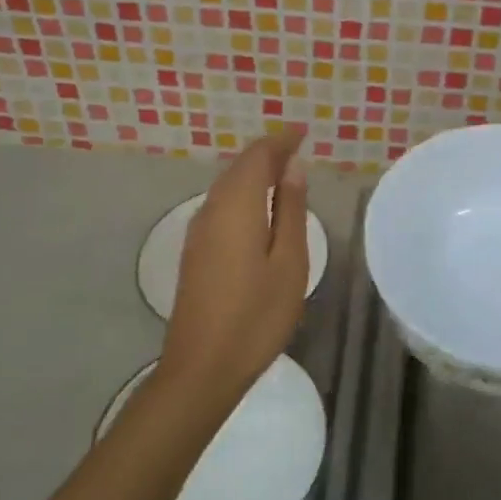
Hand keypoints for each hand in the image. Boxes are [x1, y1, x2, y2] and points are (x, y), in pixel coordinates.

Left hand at [157, 130, 309, 403]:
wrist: (202, 367)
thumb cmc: (257, 314)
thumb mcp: (289, 261)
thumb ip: (290, 209)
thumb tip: (291, 166)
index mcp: (236, 206)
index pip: (258, 156)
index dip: (281, 141)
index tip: (304, 132)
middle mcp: (211, 210)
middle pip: (239, 167)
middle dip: (268, 153)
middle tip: (298, 148)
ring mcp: (199, 232)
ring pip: (228, 186)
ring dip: (254, 173)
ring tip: (284, 172)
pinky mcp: (196, 251)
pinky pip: (221, 205)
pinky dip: (244, 193)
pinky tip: (260, 208)